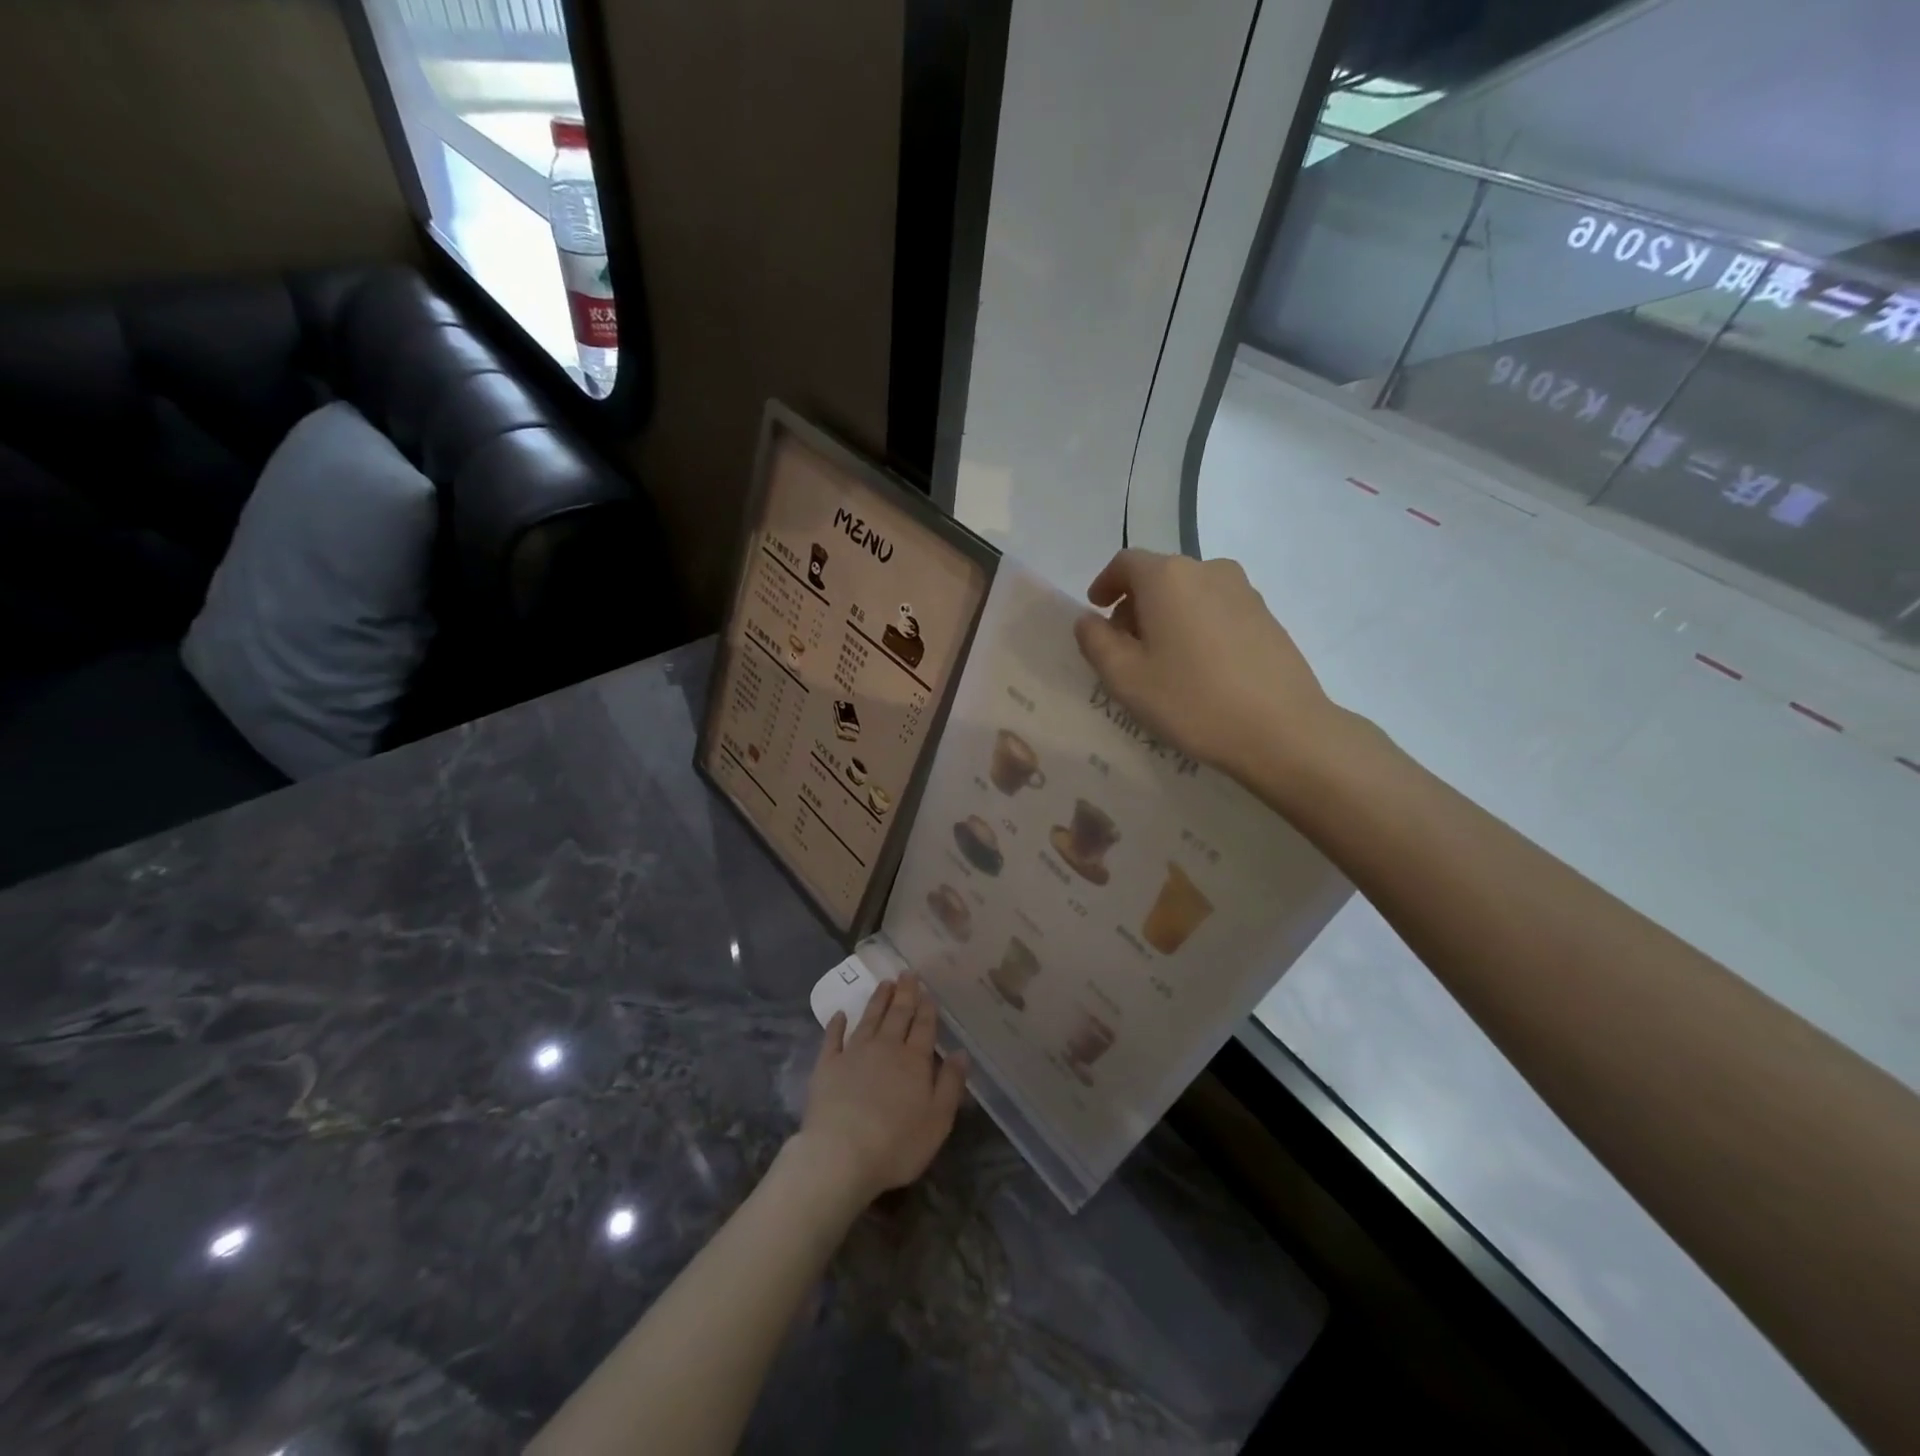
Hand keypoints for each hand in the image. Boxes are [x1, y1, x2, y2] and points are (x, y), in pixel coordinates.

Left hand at [795, 976, 968, 1206]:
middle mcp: (885, 1048)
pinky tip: (840, 1014)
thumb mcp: (938, 1120)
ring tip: (885, 983)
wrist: (841, 1155)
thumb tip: (961, 1052)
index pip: (923, 1027)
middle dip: (904, 993)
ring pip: (869, 1019)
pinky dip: (836, 1024)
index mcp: (914, 1060)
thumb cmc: (897, 1144)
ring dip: (878, 1000)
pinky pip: (833, 1038)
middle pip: (897, 1015)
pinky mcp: (827, 1066)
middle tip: (907, 973)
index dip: (926, 1008)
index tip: (927, 991)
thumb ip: (950, 1084)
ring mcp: (854, 1053)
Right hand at [1073, 549, 1343, 783]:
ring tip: (1162, 660)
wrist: (1282, 730)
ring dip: (1167, 616)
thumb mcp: (1125, 678)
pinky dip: (1196, 626)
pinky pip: (1216, 609)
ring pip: (1190, 593)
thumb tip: (1089, 620)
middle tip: (1124, 648)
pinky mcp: (1266, 616)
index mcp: (1167, 577)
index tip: (1096, 611)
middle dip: (1135, 604)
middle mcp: (1207, 570)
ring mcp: (1243, 591)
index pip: (1126, 563)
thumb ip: (1095, 642)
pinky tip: (1198, 667)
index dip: (1105, 584)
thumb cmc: (1192, 700)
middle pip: (1159, 576)